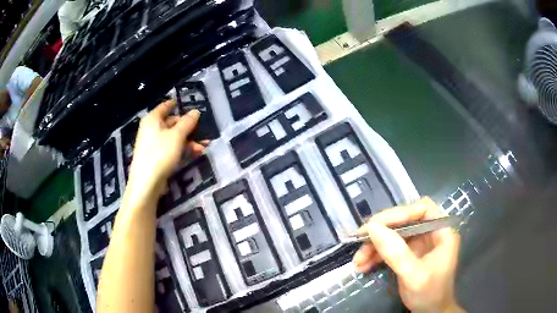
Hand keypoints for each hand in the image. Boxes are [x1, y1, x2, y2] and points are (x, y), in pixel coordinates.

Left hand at [124, 99, 206, 208]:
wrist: (146, 183)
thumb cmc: (160, 153)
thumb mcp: (177, 135)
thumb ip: (187, 122)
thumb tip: (195, 111)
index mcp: (152, 119)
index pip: (165, 106)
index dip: (176, 104)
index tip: (188, 105)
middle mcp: (151, 130)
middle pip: (171, 123)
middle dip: (188, 127)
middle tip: (203, 130)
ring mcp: (153, 145)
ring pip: (173, 138)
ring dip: (189, 141)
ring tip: (204, 145)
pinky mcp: (157, 158)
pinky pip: (171, 149)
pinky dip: (183, 150)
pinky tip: (196, 153)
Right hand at [353, 198, 463, 312]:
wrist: (430, 312)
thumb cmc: (429, 294)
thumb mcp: (413, 275)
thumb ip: (395, 252)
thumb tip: (371, 228)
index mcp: (442, 231)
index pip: (422, 209)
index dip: (400, 213)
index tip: (376, 226)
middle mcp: (431, 232)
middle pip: (404, 221)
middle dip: (381, 233)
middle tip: (359, 241)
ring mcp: (419, 243)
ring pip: (394, 235)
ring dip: (374, 246)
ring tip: (357, 261)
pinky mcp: (409, 254)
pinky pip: (390, 248)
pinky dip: (376, 256)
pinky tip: (363, 265)